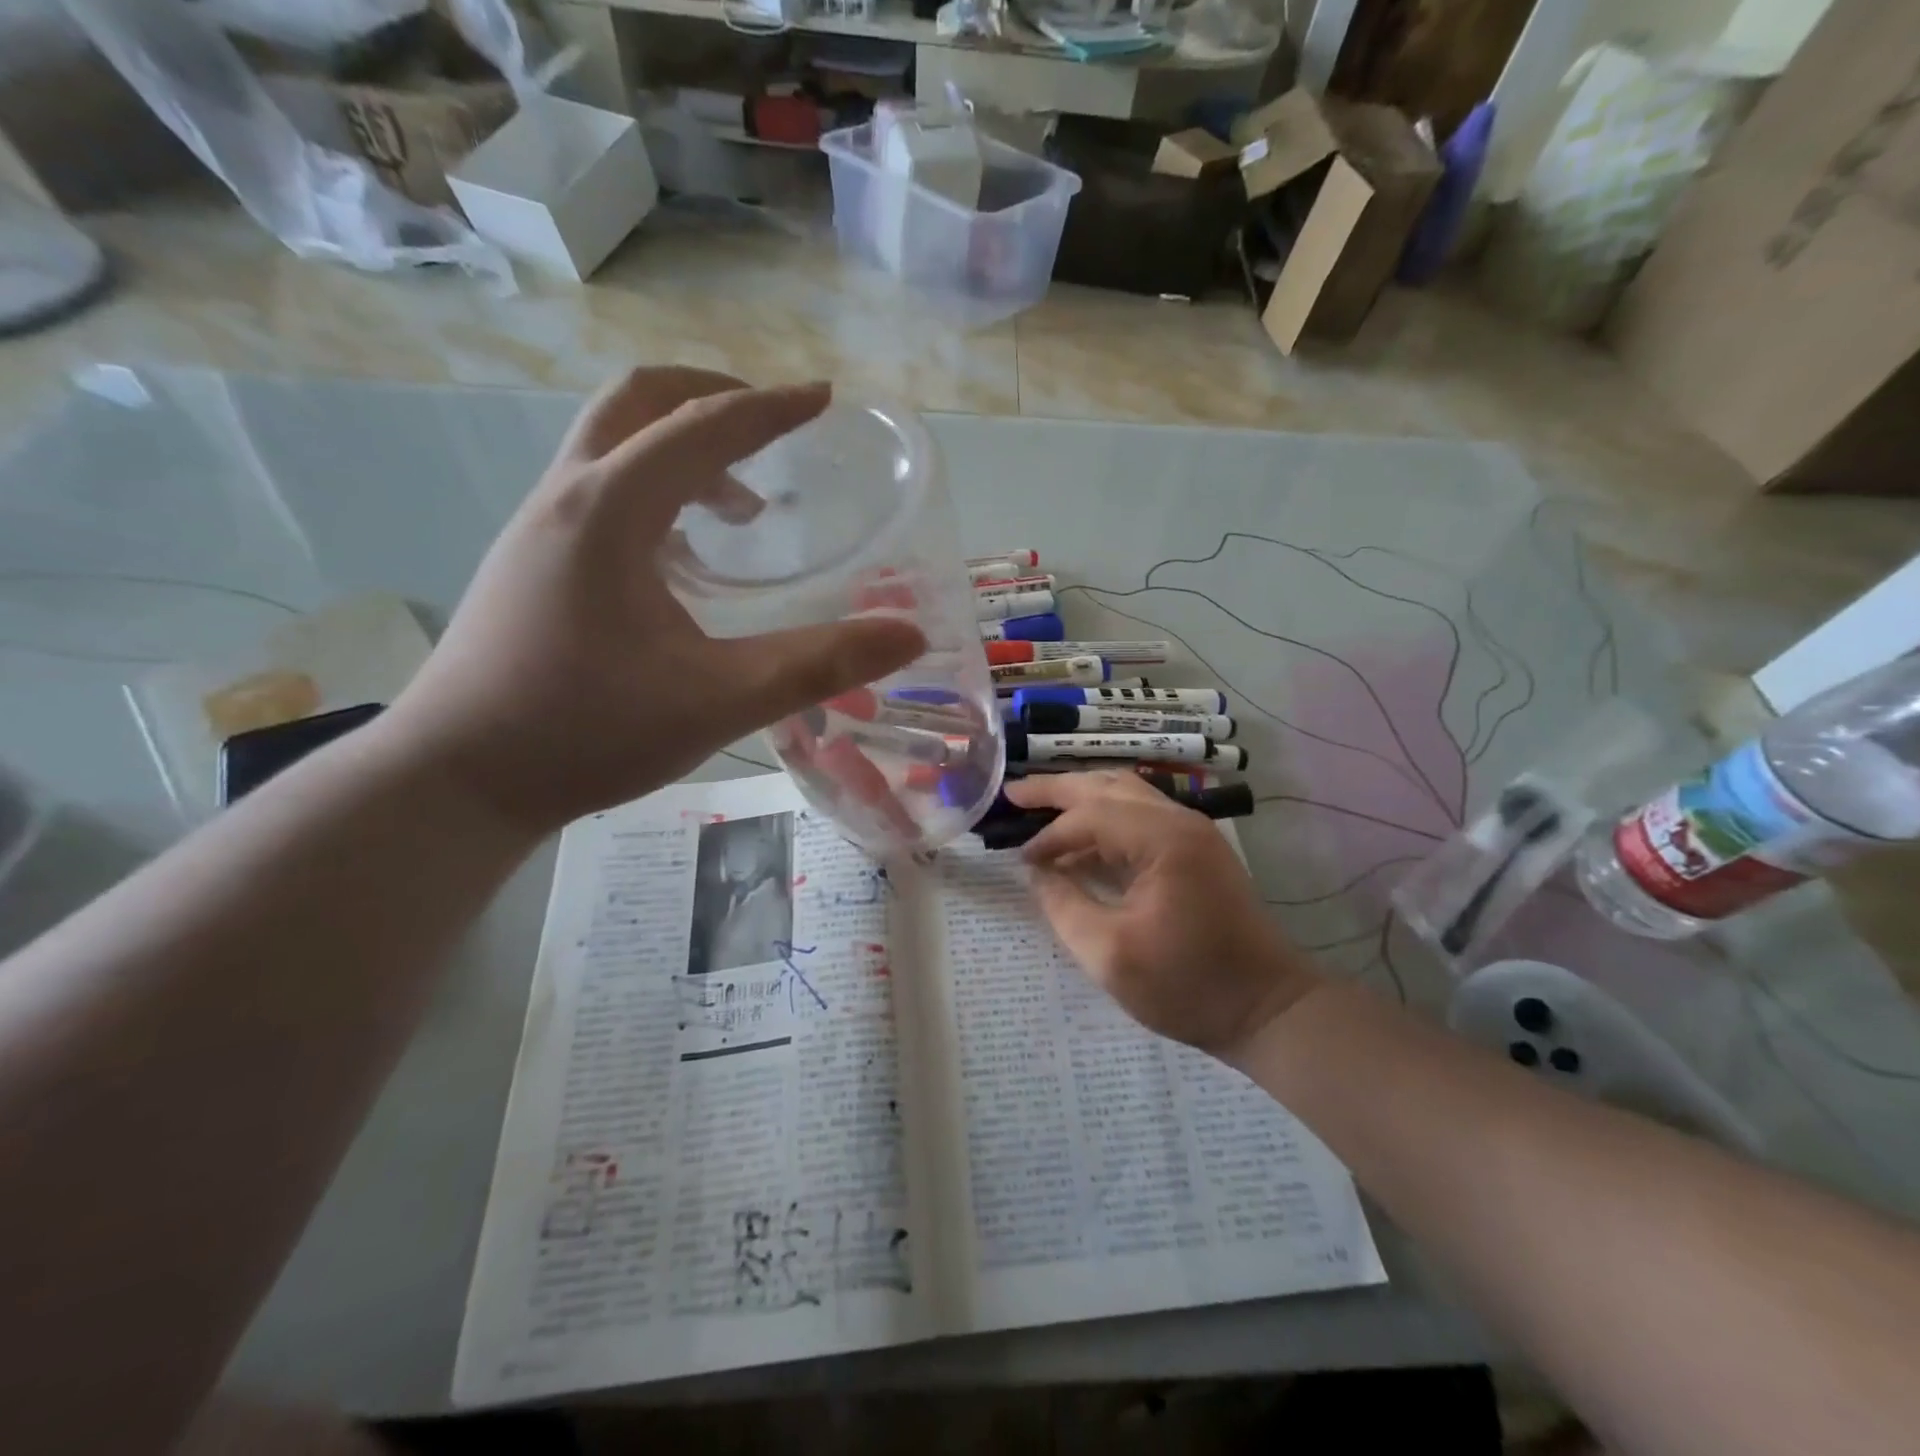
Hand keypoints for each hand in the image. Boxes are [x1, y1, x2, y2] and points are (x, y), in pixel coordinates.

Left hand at [386, 368, 924, 835]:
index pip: (703, 427)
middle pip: (639, 403)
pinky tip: (685, 557)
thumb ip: (819, 664)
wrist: (457, 779)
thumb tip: (907, 635)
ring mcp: (539, 528)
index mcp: (611, 510)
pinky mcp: (530, 562)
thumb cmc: (587, 732)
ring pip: (613, 445)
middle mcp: (567, 497)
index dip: (771, 408)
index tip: (824, 398)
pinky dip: (654, 490)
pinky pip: (599, 490)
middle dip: (713, 399)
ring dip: (682, 448)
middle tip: (772, 428)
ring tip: (743, 505)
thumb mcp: (719, 699)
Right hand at [1005, 772, 1319, 1059]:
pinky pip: (1141, 815)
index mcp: (1162, 839)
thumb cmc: (1188, 986)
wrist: (1268, 1008)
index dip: (1049, 836)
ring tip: (1040, 804)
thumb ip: (1064, 906)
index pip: (1090, 816)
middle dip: (1056, 789)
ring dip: (1082, 796)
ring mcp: (1193, 831)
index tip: (1020, 860)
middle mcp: (1180, 820)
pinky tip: (1083, 839)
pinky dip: (1105, 818)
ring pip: (1125, 793)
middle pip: (1107, 786)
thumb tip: (1037, 873)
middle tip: (1013, 794)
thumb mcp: (1109, 955)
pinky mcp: (1198, 849)